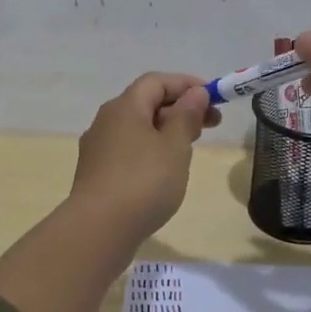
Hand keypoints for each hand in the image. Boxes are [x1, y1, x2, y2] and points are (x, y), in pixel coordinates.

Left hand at [70, 72, 218, 237]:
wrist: (98, 230)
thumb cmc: (143, 182)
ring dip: (166, 130)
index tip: (214, 97)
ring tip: (190, 148)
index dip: (186, 84)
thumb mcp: (175, 146)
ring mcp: (98, 148)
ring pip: (137, 128)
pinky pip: (128, 149)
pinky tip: (164, 171)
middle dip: (180, 108)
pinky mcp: (96, 173)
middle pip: (146, 103)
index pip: (156, 81)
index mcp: (124, 107)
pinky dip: (151, 149)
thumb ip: (187, 116)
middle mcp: (106, 121)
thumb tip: (195, 93)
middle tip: (210, 125)